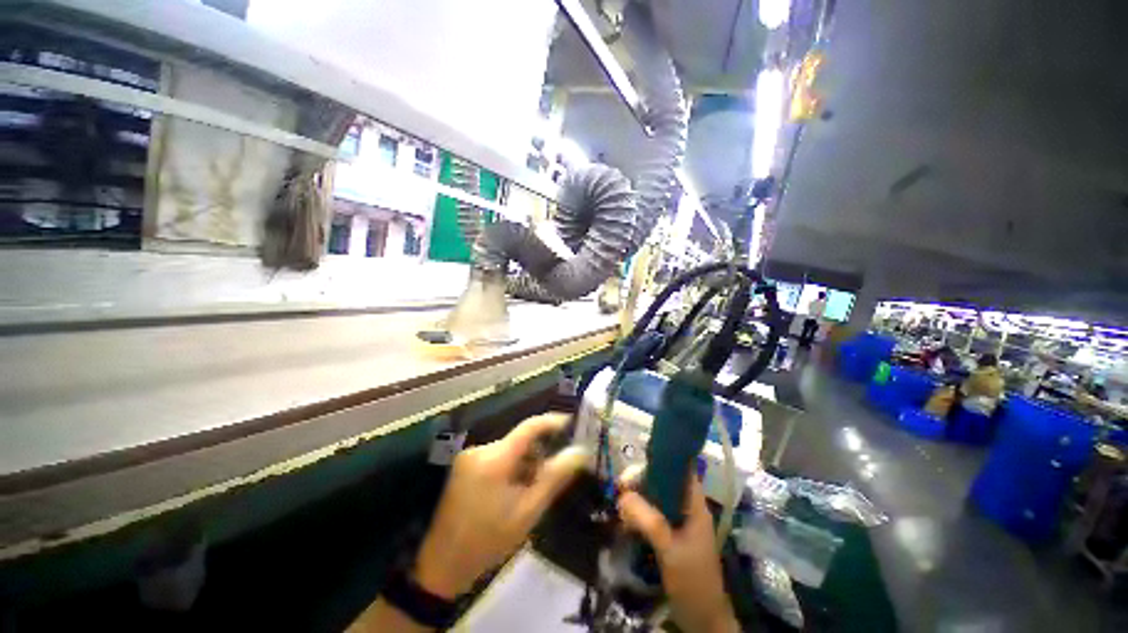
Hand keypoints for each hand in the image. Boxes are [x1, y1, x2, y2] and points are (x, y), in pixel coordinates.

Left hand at [413, 413, 588, 598]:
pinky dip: (510, 467)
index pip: (529, 427)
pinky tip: (511, 491)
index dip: (552, 422)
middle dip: (537, 454)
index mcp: (495, 459)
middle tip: (550, 477)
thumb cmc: (489, 540)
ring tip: (528, 491)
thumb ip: (555, 477)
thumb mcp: (528, 511)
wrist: (443, 566)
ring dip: (524, 463)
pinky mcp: (463, 465)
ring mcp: (469, 456)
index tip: (571, 423)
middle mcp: (480, 449)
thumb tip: (580, 452)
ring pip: (509, 449)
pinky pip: (496, 456)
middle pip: (519, 440)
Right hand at [618, 473, 738, 632]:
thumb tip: (623, 495)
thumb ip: (649, 520)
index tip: (641, 456)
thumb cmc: (692, 581)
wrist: (701, 619)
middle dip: (643, 479)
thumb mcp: (670, 549)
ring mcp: (678, 522)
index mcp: (695, 506)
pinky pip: (651, 514)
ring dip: (638, 497)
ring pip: (656, 497)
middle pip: (664, 481)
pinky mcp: (669, 535)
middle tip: (621, 485)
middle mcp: (687, 508)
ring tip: (619, 502)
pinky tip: (625, 518)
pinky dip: (638, 512)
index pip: (684, 469)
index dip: (666, 458)